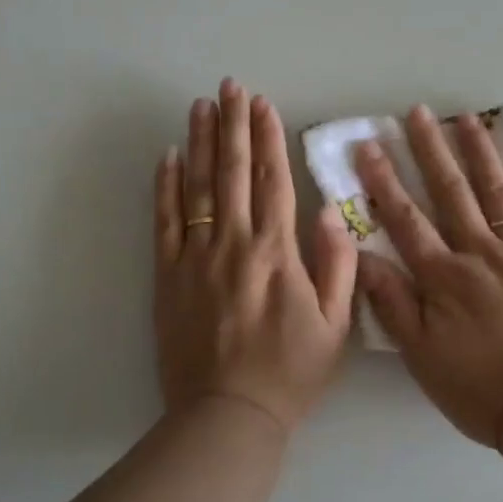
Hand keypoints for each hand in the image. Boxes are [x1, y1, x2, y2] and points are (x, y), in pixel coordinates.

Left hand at [154, 79, 355, 433]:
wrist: (228, 415)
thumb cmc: (291, 371)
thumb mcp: (335, 324)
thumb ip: (338, 264)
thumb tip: (332, 211)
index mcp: (277, 252)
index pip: (273, 180)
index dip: (268, 138)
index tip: (262, 103)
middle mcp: (234, 244)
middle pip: (233, 172)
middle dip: (232, 125)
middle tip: (228, 86)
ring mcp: (195, 258)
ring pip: (197, 187)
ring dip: (200, 143)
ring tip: (200, 106)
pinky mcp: (167, 277)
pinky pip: (165, 222)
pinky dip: (165, 186)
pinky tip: (168, 157)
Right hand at [355, 106, 502, 448]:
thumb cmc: (478, 387)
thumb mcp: (420, 354)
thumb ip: (391, 303)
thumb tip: (362, 256)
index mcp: (443, 276)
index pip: (406, 219)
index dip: (383, 182)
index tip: (368, 146)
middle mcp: (481, 252)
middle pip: (451, 193)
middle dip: (430, 151)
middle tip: (417, 113)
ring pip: (498, 193)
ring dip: (480, 153)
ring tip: (466, 119)